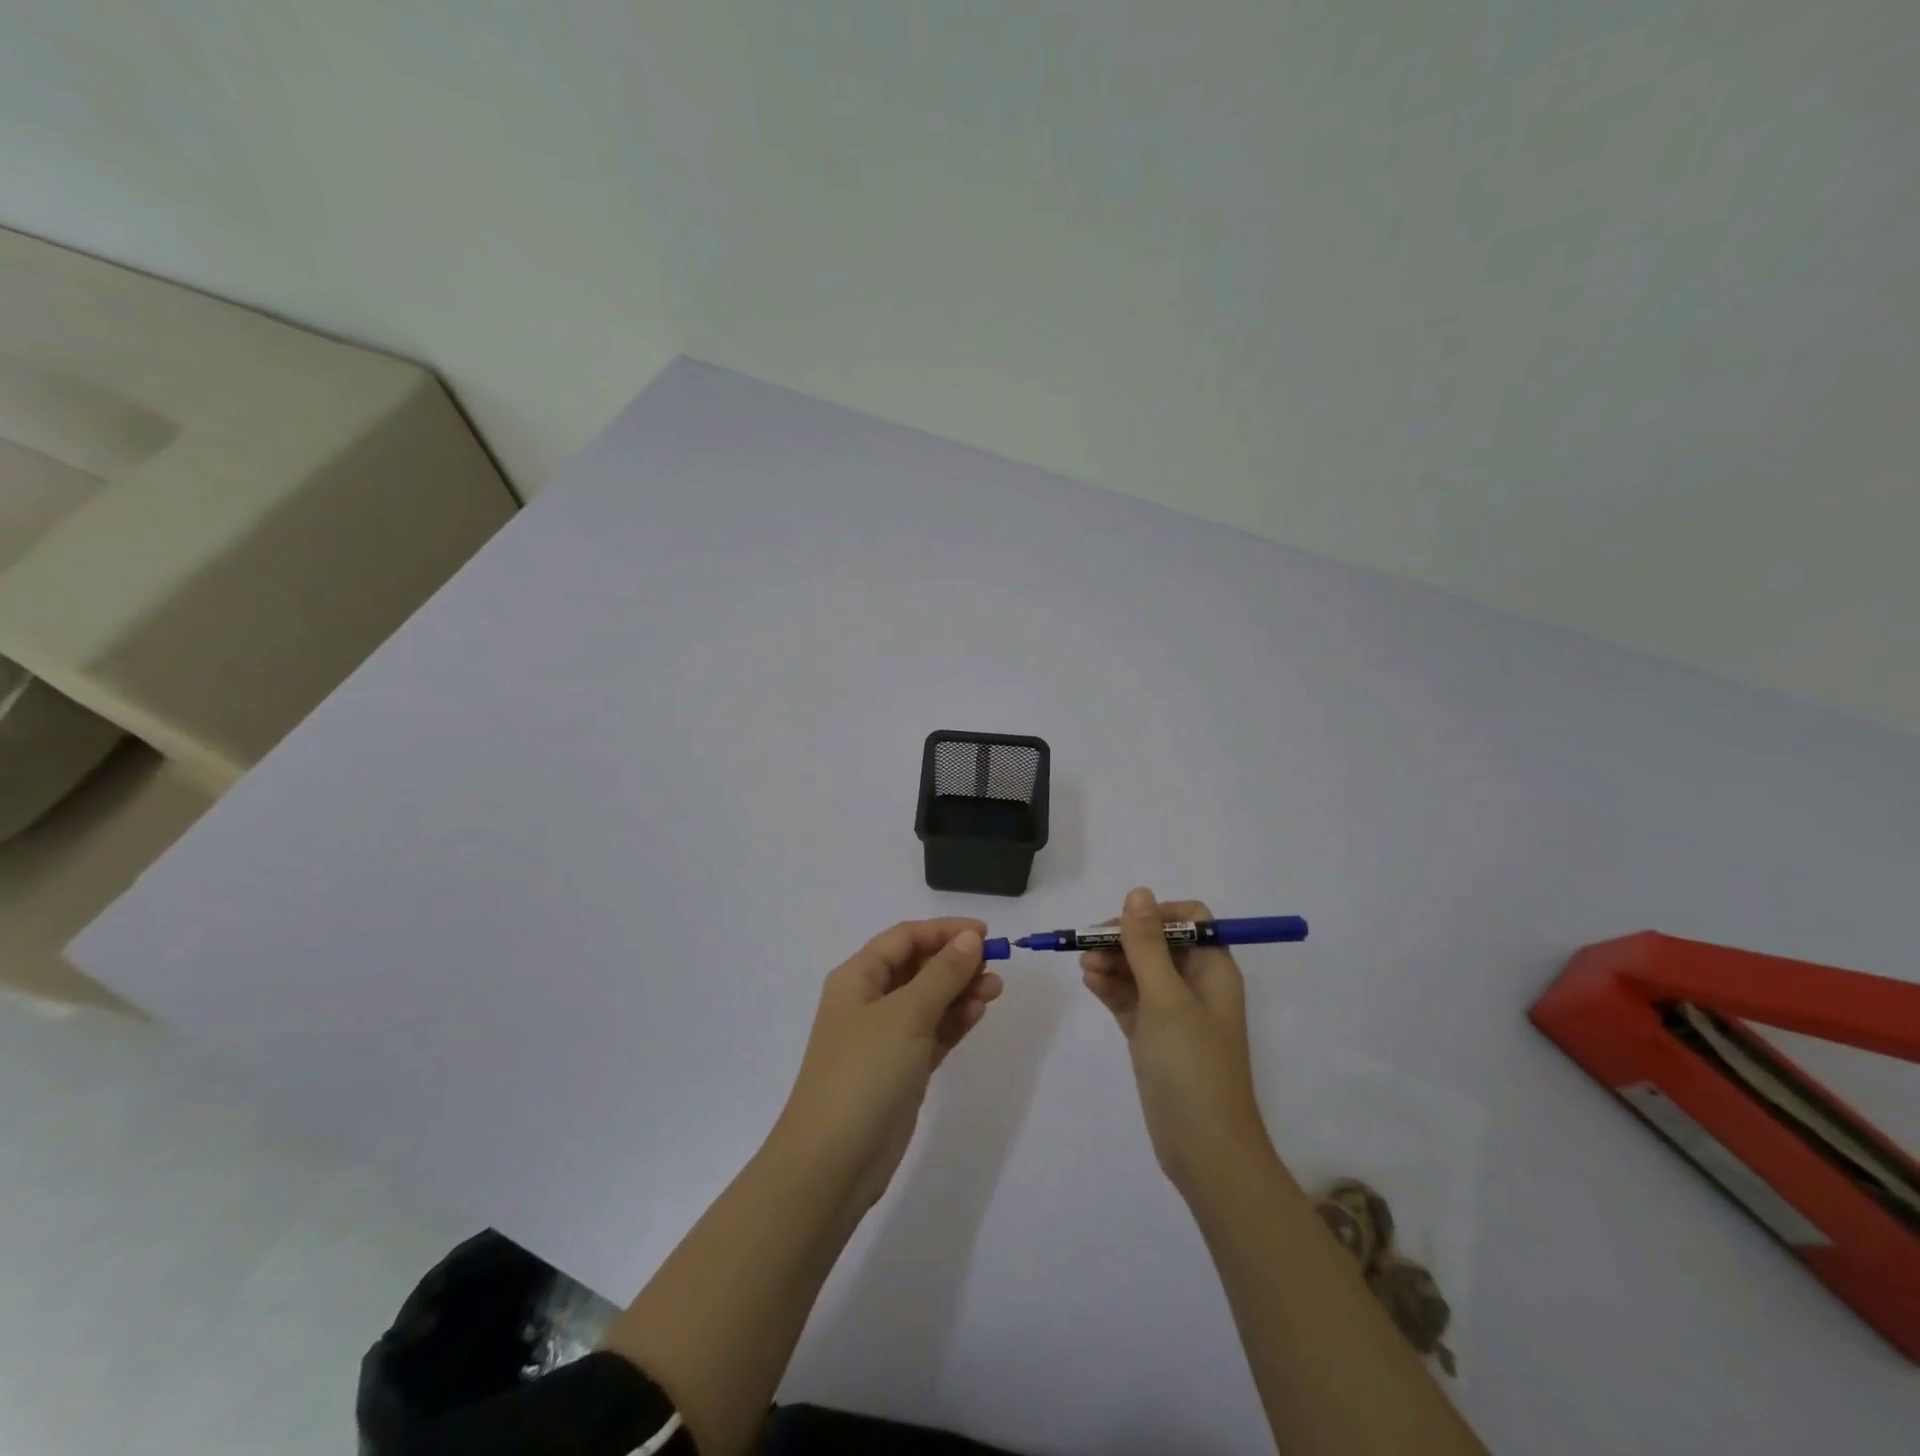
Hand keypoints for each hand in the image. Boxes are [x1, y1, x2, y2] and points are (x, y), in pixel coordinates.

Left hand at [773, 918, 1003, 1210]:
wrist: (833, 1162)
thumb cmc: (865, 1072)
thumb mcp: (906, 1014)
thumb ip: (942, 974)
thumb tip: (969, 938)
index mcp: (857, 978)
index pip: (904, 938)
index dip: (943, 930)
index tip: (984, 933)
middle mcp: (869, 1001)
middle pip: (917, 967)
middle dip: (955, 962)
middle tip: (995, 965)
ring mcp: (884, 1038)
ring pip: (928, 1000)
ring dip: (960, 991)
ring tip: (996, 990)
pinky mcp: (900, 1070)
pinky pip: (932, 1032)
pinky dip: (954, 1021)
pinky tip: (978, 1013)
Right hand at [1082, 888, 1273, 1196]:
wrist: (1205, 1150)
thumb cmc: (1192, 1065)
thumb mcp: (1166, 998)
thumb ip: (1147, 944)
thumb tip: (1137, 892)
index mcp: (1213, 969)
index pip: (1190, 919)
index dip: (1156, 915)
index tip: (1123, 925)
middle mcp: (1196, 984)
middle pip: (1158, 942)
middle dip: (1124, 940)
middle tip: (1088, 947)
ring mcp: (1174, 1012)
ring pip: (1139, 970)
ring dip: (1112, 963)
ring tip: (1084, 969)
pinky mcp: (1154, 1036)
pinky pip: (1130, 998)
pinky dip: (1111, 988)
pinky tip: (1090, 983)